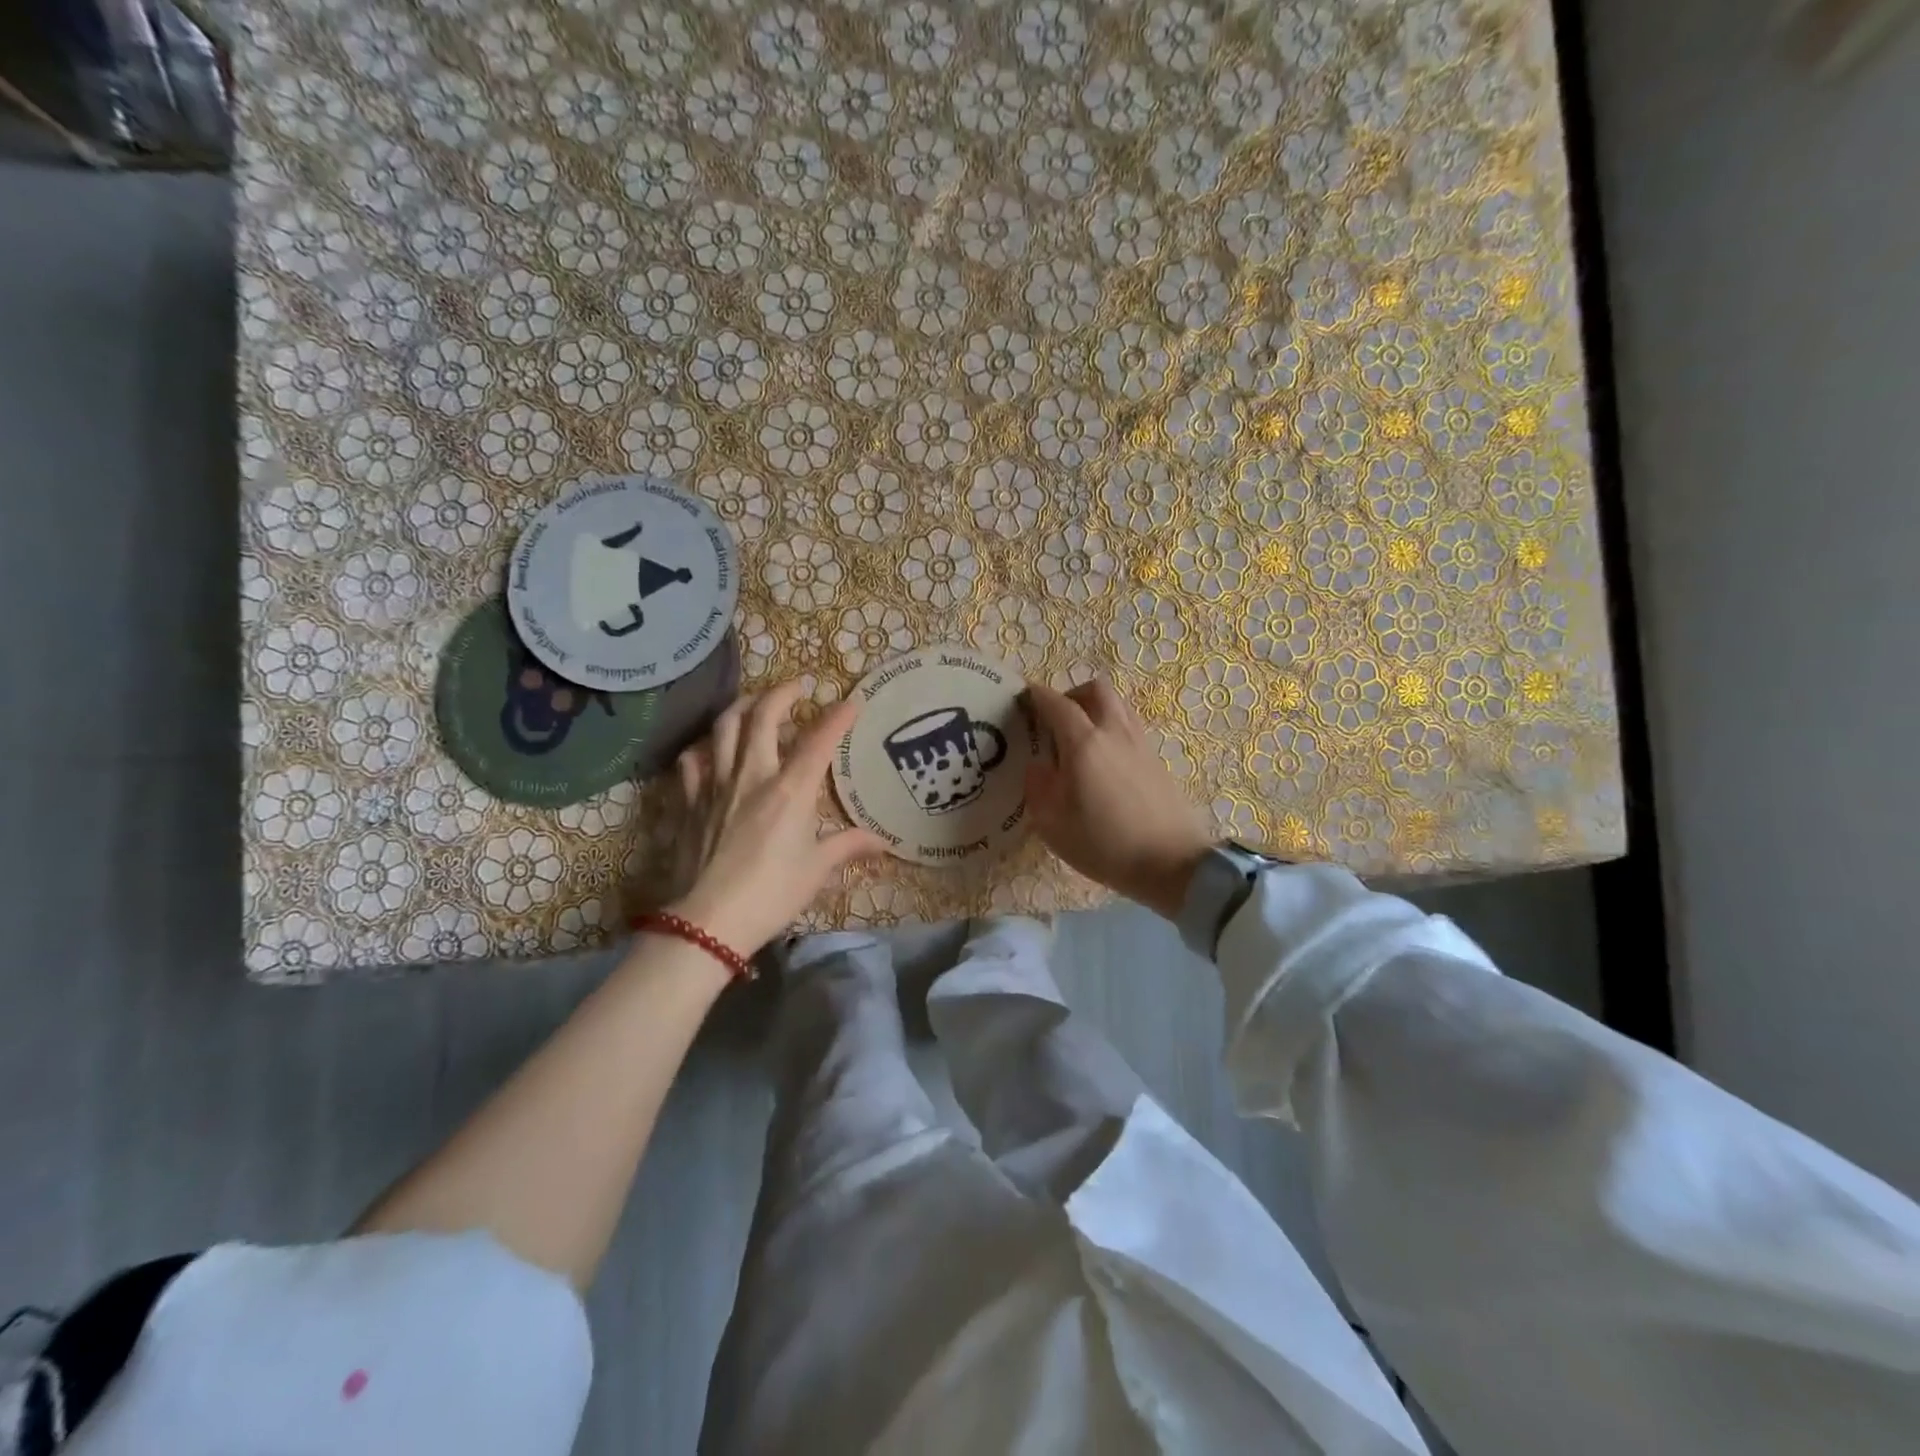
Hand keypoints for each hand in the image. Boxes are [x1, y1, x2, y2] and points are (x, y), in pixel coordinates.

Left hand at [669, 682, 886, 955]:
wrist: (709, 921)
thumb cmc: (772, 894)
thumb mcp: (817, 870)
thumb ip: (848, 846)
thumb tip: (882, 841)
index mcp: (790, 790)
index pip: (819, 741)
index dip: (838, 717)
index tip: (852, 702)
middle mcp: (752, 776)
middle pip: (763, 716)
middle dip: (782, 693)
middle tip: (797, 686)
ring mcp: (716, 785)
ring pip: (724, 728)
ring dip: (742, 707)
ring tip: (755, 703)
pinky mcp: (690, 801)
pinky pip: (692, 761)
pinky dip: (704, 748)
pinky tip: (711, 749)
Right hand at [1023, 677, 1217, 920]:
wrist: (1171, 863)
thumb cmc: (1104, 844)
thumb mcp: (1052, 824)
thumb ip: (1037, 787)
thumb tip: (1037, 766)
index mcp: (1084, 743)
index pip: (1057, 704)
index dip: (1037, 696)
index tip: (1024, 698)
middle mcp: (1114, 733)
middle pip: (1096, 690)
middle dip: (1072, 695)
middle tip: (1055, 718)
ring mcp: (1140, 744)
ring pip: (1118, 705)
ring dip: (1095, 709)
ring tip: (1079, 738)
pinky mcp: (1157, 760)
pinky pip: (1130, 727)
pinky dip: (1112, 728)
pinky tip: (1103, 760)